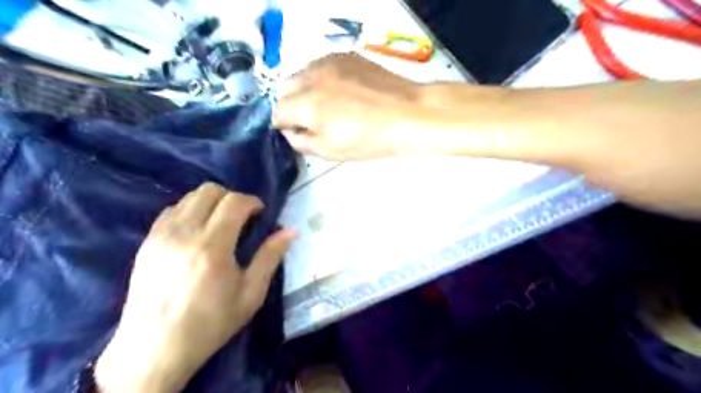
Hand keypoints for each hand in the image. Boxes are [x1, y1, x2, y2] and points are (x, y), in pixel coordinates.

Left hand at [93, 183, 292, 392]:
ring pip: (189, 197)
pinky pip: (171, 211)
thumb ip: (270, 257)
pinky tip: (197, 232)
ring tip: (220, 223)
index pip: (234, 202)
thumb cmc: (210, 323)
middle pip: (209, 191)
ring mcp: (161, 235)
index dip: (252, 201)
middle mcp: (184, 233)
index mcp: (213, 246)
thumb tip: (291, 231)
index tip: (260, 213)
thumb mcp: (251, 294)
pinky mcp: (147, 242)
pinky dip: (190, 211)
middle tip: (242, 217)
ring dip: (211, 203)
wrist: (154, 349)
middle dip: (231, 197)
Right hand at [273, 54, 427, 160]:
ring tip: (327, 105)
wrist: (407, 114)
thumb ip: (301, 142)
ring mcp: (329, 62)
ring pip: (302, 74)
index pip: (278, 111)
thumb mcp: (330, 151)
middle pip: (285, 89)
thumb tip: (289, 131)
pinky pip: (321, 66)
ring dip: (304, 90)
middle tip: (311, 120)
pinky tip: (340, 91)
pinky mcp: (346, 56)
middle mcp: (312, 77)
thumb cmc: (369, 139)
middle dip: (291, 105)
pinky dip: (321, 79)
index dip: (284, 125)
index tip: (297, 132)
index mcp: (307, 103)